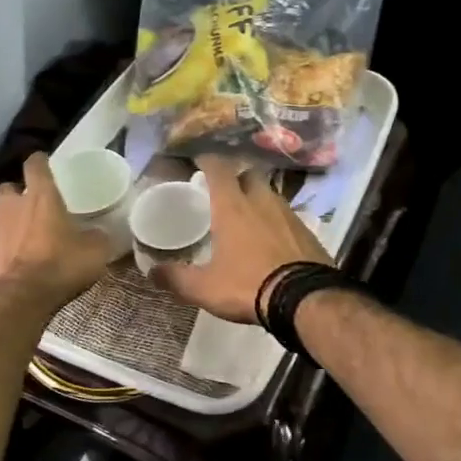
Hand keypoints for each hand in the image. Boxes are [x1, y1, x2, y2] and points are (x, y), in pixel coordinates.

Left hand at [0, 152, 111, 308]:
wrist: (18, 299)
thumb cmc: (59, 265)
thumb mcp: (94, 252)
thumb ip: (96, 237)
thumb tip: (99, 234)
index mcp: (41, 197)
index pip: (36, 165)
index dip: (40, 162)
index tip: (44, 162)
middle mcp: (12, 207)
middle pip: (9, 189)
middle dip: (17, 194)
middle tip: (31, 206)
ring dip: (9, 223)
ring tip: (24, 238)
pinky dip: (2, 250)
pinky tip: (13, 262)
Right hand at [151, 155, 329, 322]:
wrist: (305, 300)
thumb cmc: (248, 285)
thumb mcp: (204, 288)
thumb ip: (176, 278)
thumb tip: (152, 272)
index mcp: (232, 207)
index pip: (218, 169)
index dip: (207, 160)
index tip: (199, 160)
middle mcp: (262, 201)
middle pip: (249, 174)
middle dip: (236, 177)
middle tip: (224, 191)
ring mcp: (289, 214)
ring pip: (270, 194)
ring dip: (258, 198)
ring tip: (248, 215)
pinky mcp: (308, 231)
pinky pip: (287, 215)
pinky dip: (276, 220)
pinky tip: (272, 238)